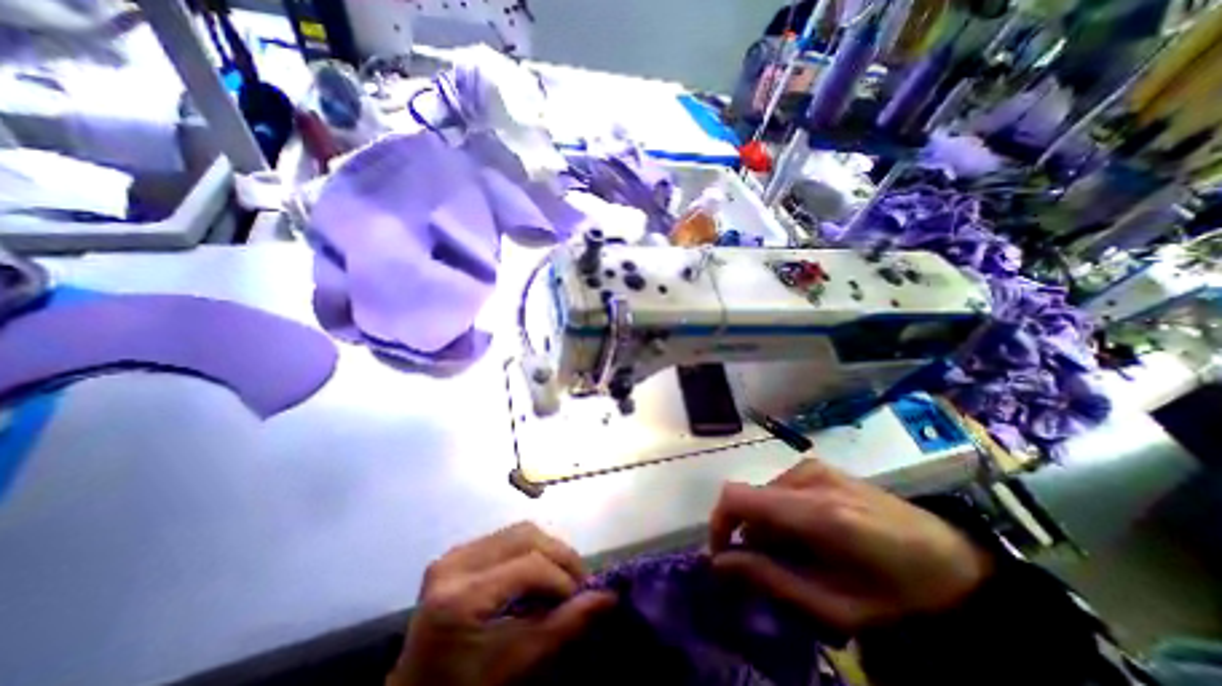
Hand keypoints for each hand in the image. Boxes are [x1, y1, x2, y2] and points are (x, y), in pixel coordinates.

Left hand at [392, 520, 614, 685]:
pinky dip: (529, 549)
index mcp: (461, 597)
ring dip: (547, 548)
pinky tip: (536, 571)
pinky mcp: (456, 553)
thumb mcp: (517, 663)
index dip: (561, 577)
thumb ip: (563, 626)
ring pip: (518, 531)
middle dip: (559, 555)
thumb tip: (608, 597)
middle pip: (525, 536)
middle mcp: (454, 564)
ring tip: (559, 576)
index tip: (581, 597)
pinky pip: (505, 537)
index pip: (528, 565)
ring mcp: (453, 555)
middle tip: (577, 581)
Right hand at [708, 458, 990, 635]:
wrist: (955, 566)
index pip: (738, 498)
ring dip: (768, 525)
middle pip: (751, 497)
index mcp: (816, 512)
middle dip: (749, 532)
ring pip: (765, 493)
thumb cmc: (897, 596)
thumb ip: (772, 579)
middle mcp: (809, 478)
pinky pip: (781, 487)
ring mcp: (816, 467)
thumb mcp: (835, 607)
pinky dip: (782, 512)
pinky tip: (810, 534)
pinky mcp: (822, 467)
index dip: (719, 522)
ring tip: (800, 554)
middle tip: (774, 568)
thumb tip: (720, 562)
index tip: (723, 554)